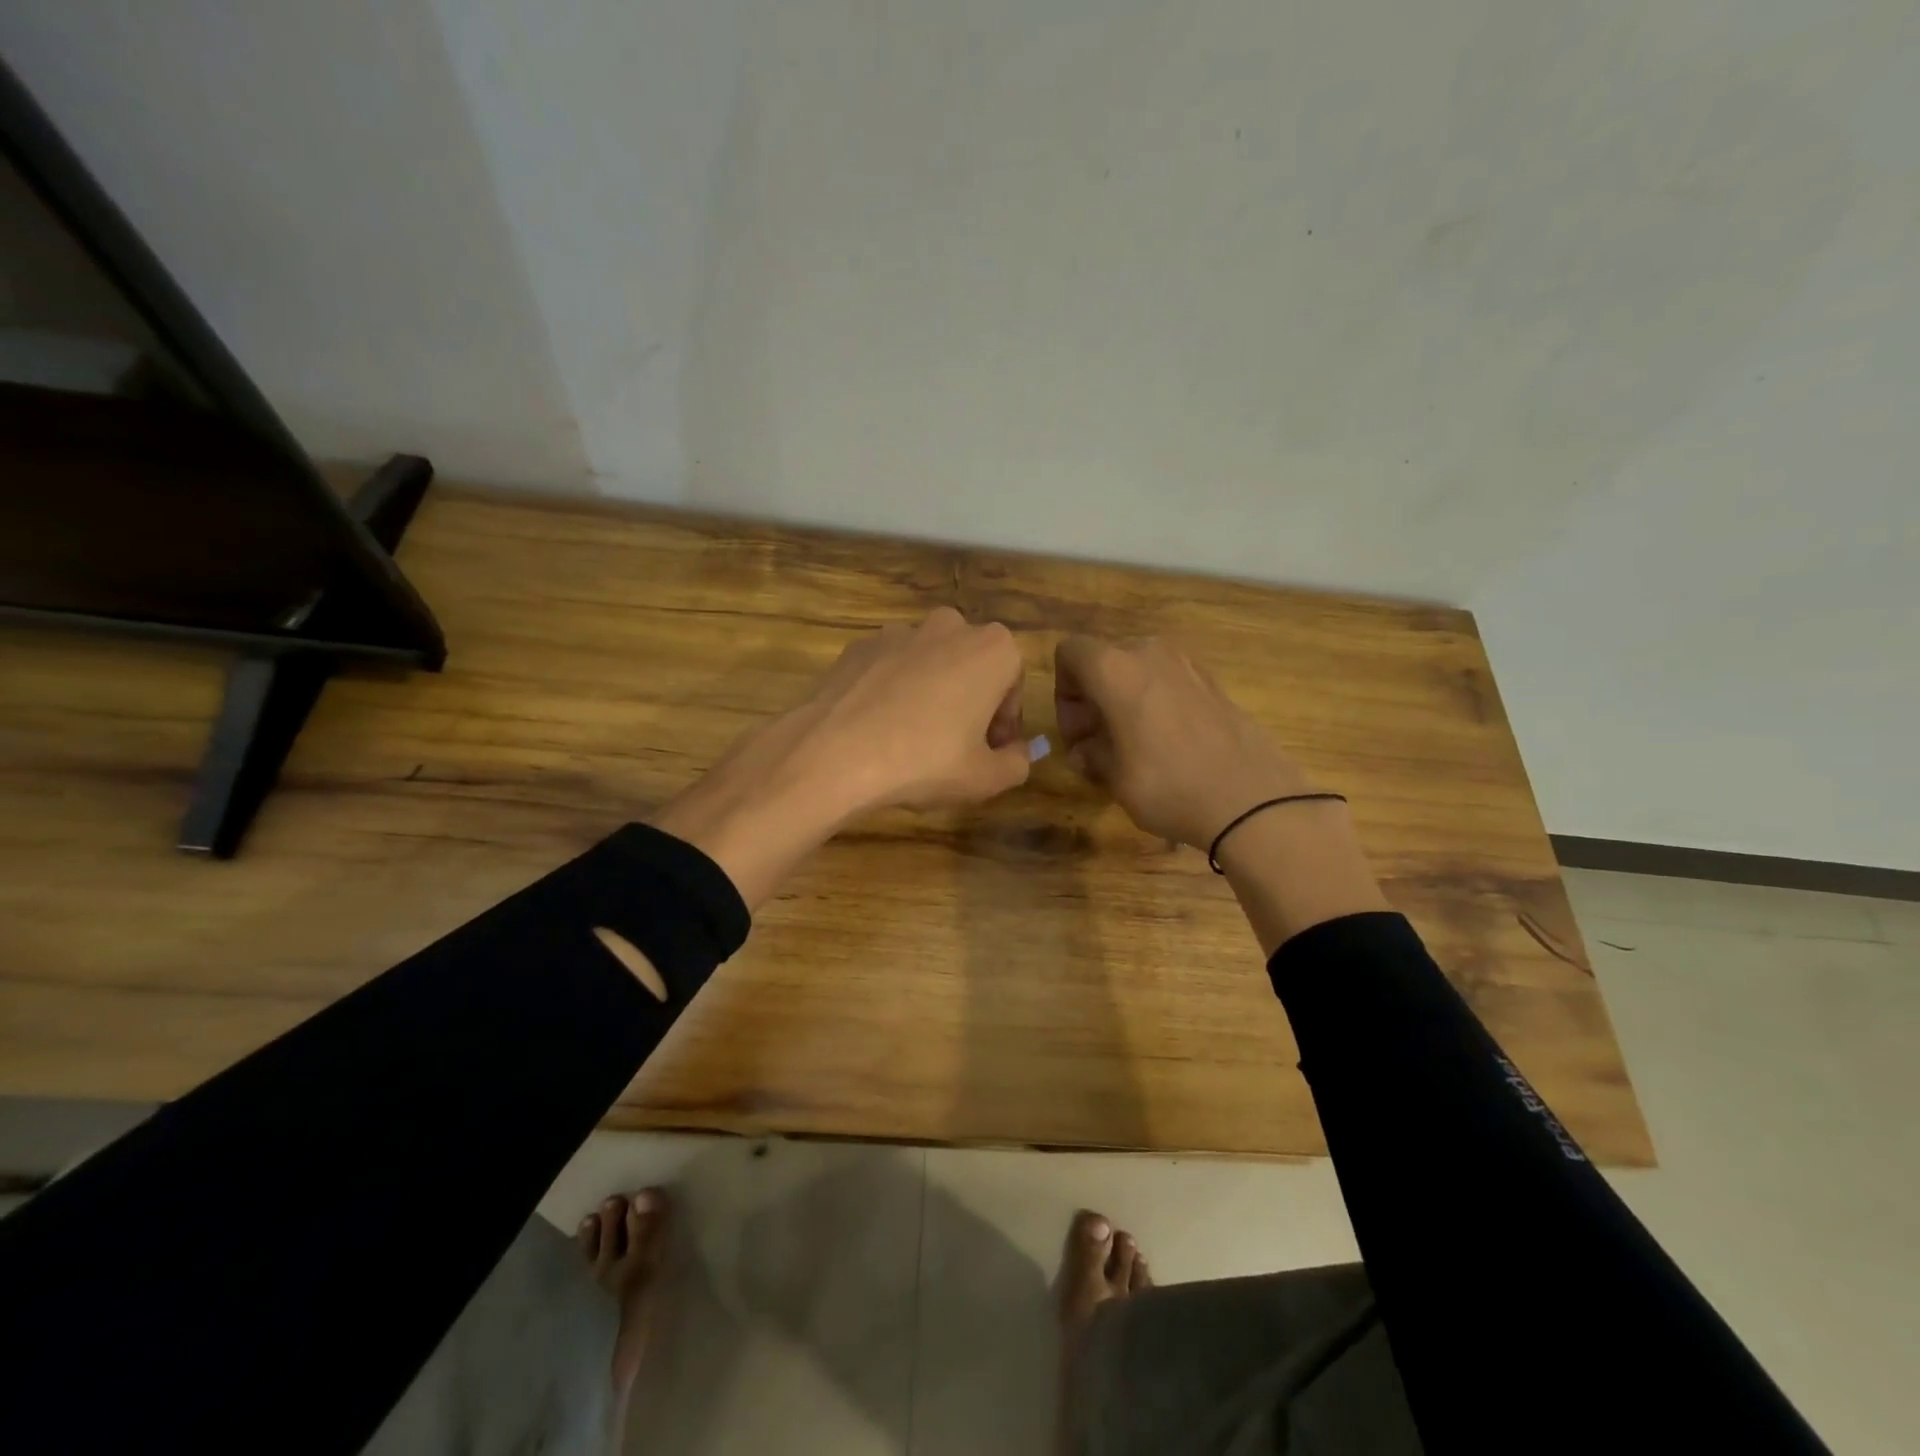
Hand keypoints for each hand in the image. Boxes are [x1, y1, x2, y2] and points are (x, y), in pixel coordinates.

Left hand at [652, 609, 1029, 909]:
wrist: (835, 753)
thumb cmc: (926, 761)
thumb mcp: (987, 778)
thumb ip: (1017, 763)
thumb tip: (1017, 752)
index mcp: (993, 649)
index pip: (1013, 685)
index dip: (1004, 723)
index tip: (989, 751)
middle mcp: (950, 626)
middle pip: (972, 668)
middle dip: (970, 702)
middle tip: (955, 747)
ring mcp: (900, 631)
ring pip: (930, 665)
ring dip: (931, 695)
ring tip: (912, 741)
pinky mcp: (859, 645)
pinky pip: (890, 669)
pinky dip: (892, 692)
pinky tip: (879, 730)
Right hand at [1054, 636, 1315, 848]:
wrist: (1251, 799)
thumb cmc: (1168, 785)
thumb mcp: (1114, 777)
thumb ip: (1091, 754)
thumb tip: (1086, 750)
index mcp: (1115, 668)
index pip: (1069, 651)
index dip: (1063, 689)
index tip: (1077, 730)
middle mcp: (1149, 653)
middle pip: (1104, 660)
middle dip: (1093, 697)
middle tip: (1099, 744)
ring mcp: (1187, 665)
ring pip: (1138, 671)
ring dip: (1125, 700)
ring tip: (1133, 746)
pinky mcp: (1214, 683)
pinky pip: (1168, 682)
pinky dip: (1156, 703)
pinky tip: (1168, 745)